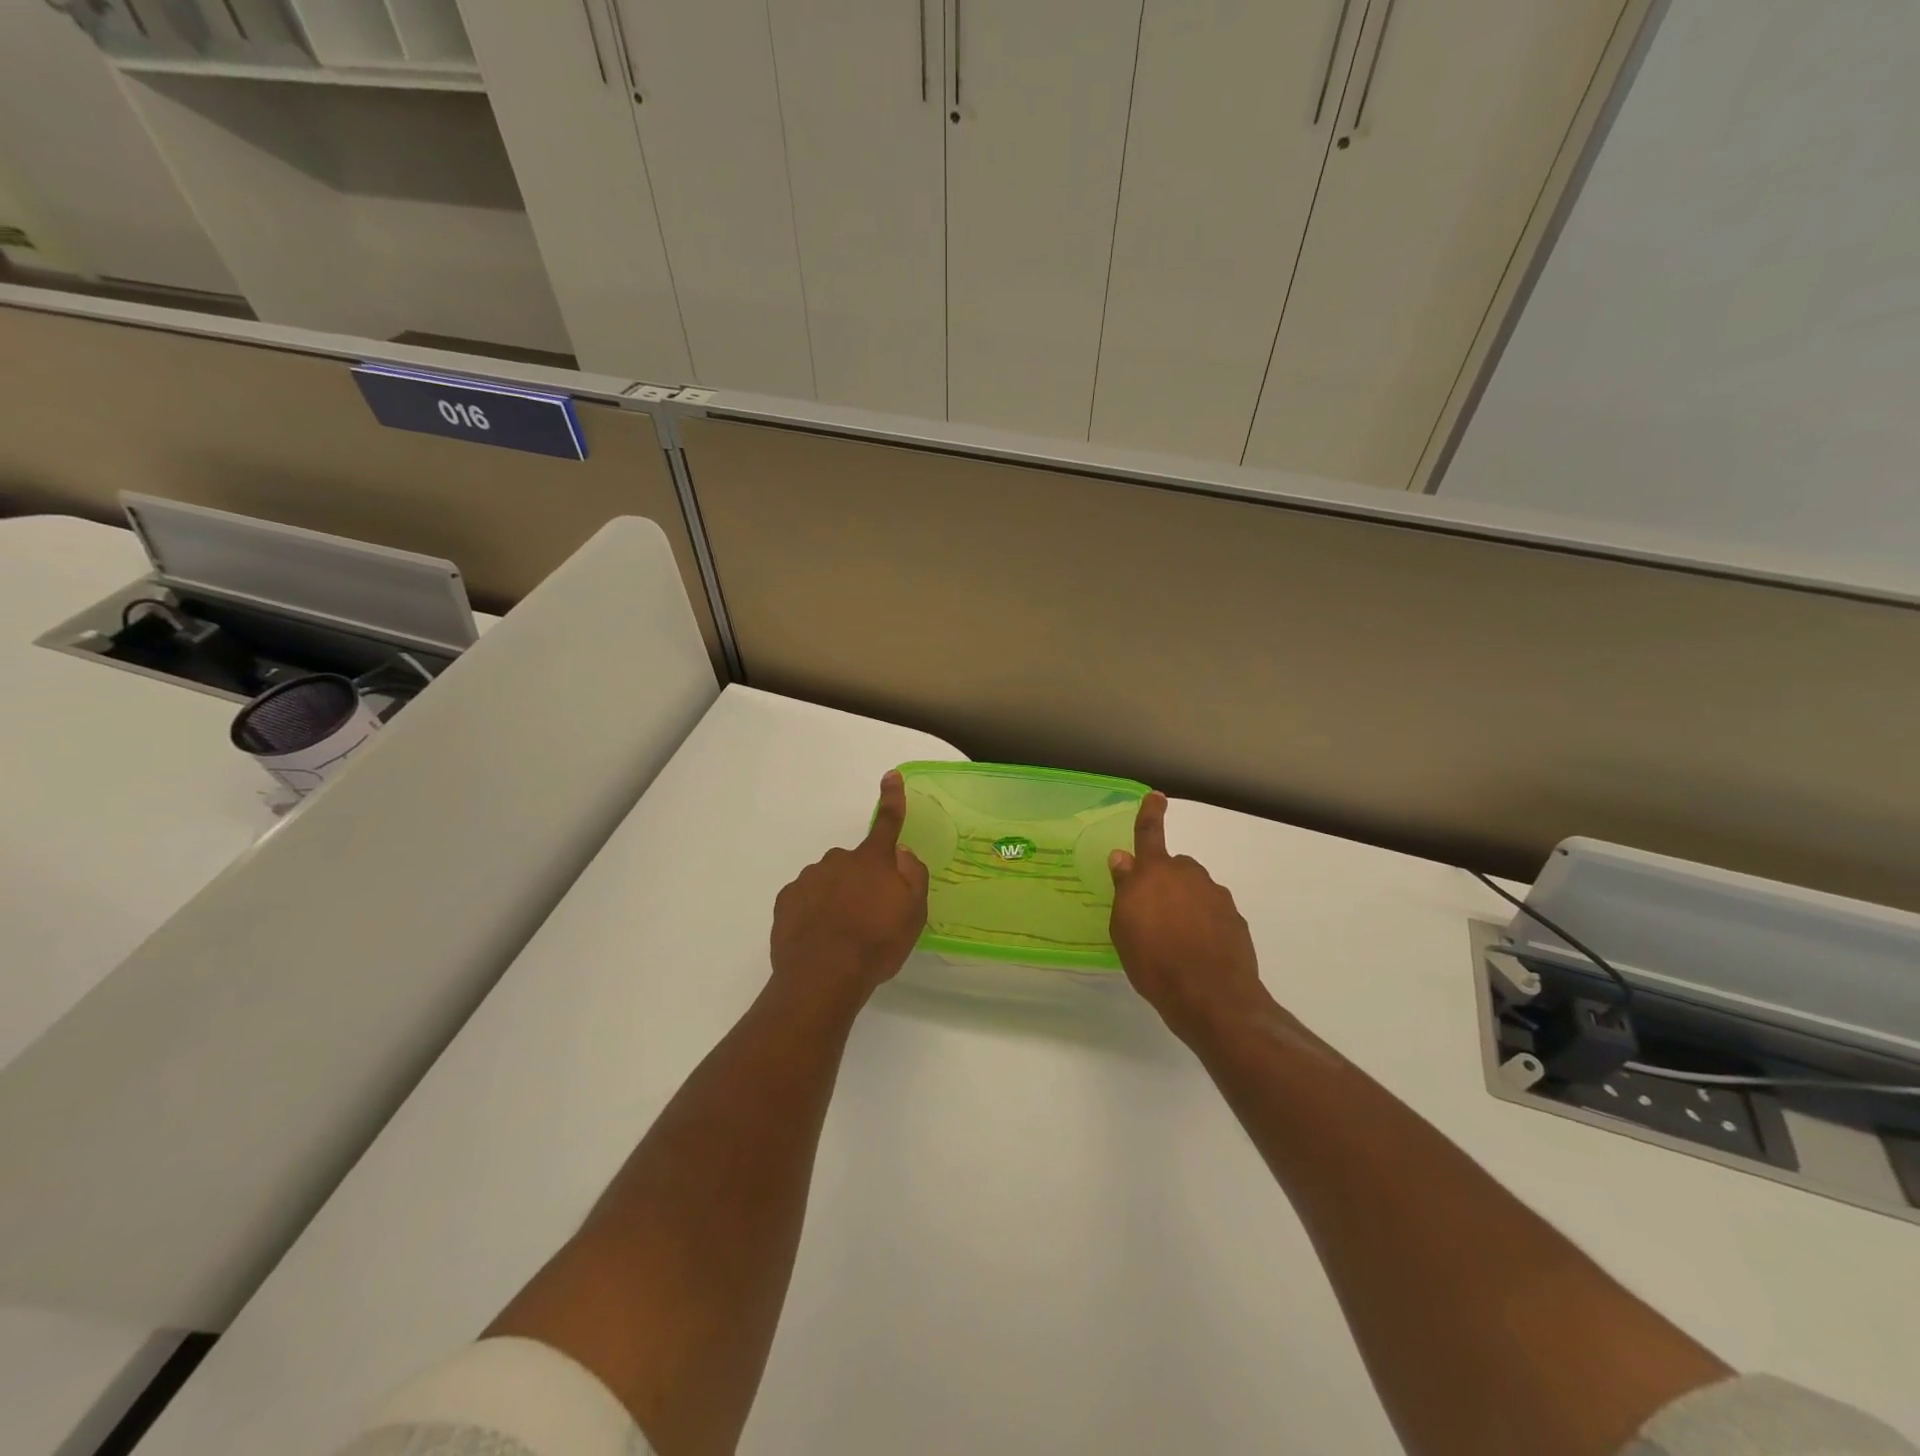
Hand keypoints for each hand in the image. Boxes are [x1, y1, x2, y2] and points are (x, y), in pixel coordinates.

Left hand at [770, 770, 929, 1005]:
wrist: (822, 975)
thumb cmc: (876, 943)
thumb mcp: (914, 913)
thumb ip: (912, 875)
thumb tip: (901, 851)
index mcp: (872, 861)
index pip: (887, 822)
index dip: (892, 798)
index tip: (890, 775)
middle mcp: (838, 860)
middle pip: (855, 863)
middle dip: (861, 880)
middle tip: (868, 916)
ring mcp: (809, 879)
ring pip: (828, 880)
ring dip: (836, 897)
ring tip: (842, 935)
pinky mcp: (786, 901)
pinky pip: (805, 898)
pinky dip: (813, 912)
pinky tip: (819, 937)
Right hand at [1109, 792, 1271, 1043]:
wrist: (1212, 997)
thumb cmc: (1154, 962)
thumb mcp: (1124, 928)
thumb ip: (1124, 888)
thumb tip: (1123, 858)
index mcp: (1155, 873)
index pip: (1149, 833)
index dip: (1150, 813)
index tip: (1157, 796)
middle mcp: (1188, 875)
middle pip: (1174, 868)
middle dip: (1165, 883)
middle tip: (1153, 916)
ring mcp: (1216, 896)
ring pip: (1195, 890)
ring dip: (1185, 905)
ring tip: (1175, 942)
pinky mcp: (1235, 920)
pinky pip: (1213, 913)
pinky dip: (1204, 925)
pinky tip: (1198, 952)